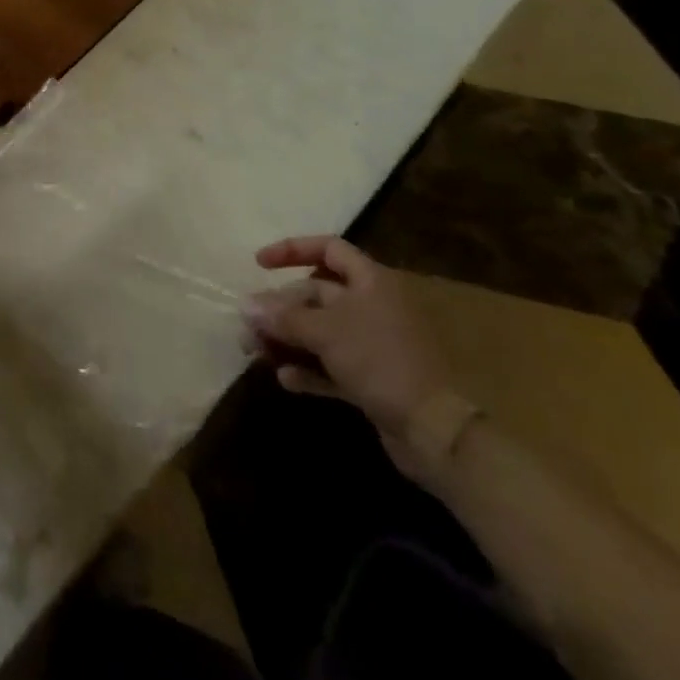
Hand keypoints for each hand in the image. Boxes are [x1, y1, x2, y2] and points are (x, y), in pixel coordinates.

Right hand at [243, 236, 452, 464]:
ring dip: (287, 339)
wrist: (435, 431)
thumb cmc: (380, 360)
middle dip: (279, 308)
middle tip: (249, 325)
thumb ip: (283, 317)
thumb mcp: (325, 332)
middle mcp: (372, 306)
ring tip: (256, 353)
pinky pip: (331, 365)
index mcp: (370, 281)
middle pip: (316, 294)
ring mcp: (373, 344)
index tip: (259, 264)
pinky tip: (286, 379)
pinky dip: (308, 369)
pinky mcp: (372, 379)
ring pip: (320, 331)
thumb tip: (244, 305)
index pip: (328, 248)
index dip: (292, 250)